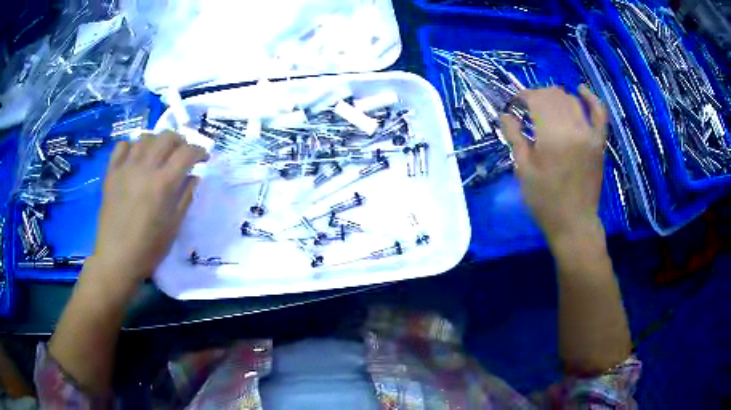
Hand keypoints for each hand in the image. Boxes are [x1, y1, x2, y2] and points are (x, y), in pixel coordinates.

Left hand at [91, 131, 207, 284]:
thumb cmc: (149, 248)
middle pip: (166, 137)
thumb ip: (185, 197)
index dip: (199, 151)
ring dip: (157, 141)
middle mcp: (145, 168)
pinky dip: (132, 146)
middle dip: (180, 141)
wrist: (117, 259)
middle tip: (182, 154)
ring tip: (159, 154)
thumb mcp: (174, 226)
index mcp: (163, 184)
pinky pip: (122, 146)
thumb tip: (193, 177)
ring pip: (145, 137)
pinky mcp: (111, 173)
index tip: (203, 158)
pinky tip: (136, 157)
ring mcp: (125, 168)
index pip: (187, 153)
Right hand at [501, 85, 607, 241]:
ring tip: (546, 106)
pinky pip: (600, 113)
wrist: (574, 224)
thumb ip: (514, 137)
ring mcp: (590, 134)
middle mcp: (574, 129)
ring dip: (556, 97)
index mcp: (552, 136)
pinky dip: (591, 98)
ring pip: (572, 101)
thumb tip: (504, 114)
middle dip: (537, 95)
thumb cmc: (545, 201)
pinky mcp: (599, 142)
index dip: (522, 96)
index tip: (514, 104)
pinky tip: (580, 90)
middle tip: (527, 108)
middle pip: (554, 96)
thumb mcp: (523, 170)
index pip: (536, 100)